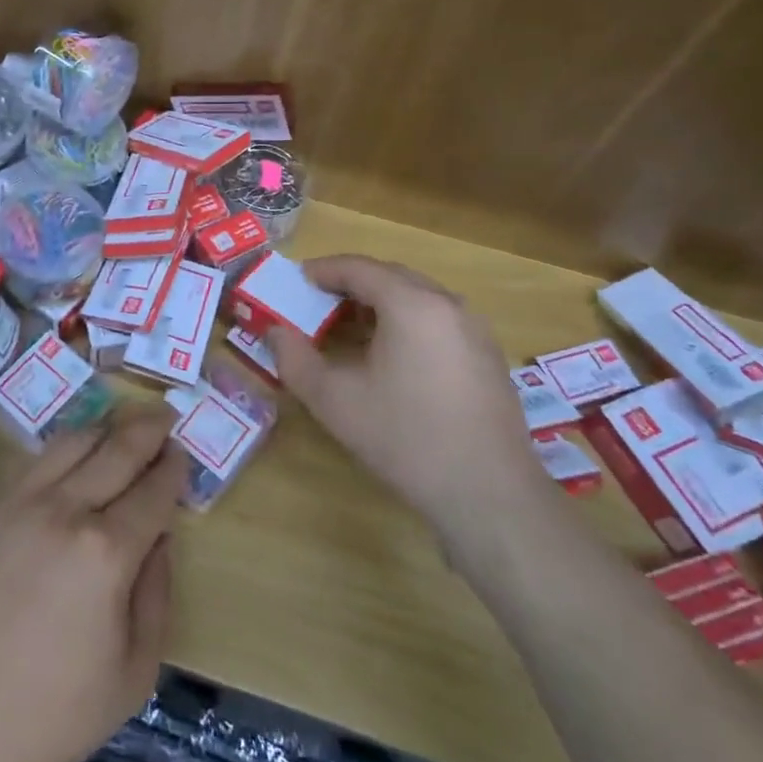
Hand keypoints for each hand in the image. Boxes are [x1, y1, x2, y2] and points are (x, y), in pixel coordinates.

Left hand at [0, 403, 189, 761]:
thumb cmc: (56, 712)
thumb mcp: (135, 671)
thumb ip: (157, 593)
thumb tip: (159, 537)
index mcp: (106, 553)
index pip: (152, 491)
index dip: (172, 470)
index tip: (182, 455)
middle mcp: (65, 511)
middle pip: (116, 450)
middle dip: (147, 430)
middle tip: (164, 417)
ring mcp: (21, 504)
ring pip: (73, 442)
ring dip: (106, 428)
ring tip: (124, 425)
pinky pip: (36, 461)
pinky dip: (65, 448)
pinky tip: (76, 454)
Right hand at [265, 256, 544, 534]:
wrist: (488, 494)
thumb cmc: (404, 438)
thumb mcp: (334, 400)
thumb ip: (295, 359)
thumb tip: (274, 331)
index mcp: (411, 304)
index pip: (358, 267)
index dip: (322, 270)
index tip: (296, 280)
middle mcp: (447, 304)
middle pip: (390, 276)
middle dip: (349, 283)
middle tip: (316, 302)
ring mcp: (474, 329)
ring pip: (417, 297)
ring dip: (379, 302)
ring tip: (347, 328)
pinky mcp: (487, 355)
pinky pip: (437, 319)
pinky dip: (405, 321)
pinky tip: (389, 354)